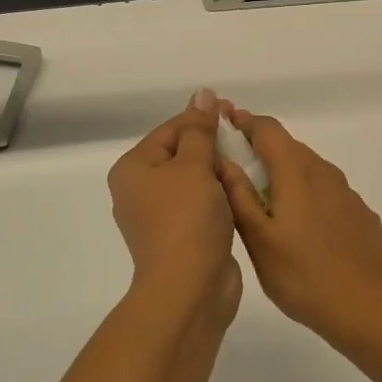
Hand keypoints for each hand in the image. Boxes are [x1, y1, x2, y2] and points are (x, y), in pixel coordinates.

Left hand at [108, 92, 241, 334]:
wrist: (189, 287)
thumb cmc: (187, 219)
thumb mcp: (194, 165)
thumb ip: (200, 129)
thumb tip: (202, 94)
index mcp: (133, 168)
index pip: (170, 129)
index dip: (203, 119)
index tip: (236, 114)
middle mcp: (140, 190)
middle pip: (181, 154)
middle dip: (213, 146)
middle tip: (246, 139)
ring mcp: (159, 217)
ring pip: (194, 181)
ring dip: (220, 172)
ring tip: (248, 165)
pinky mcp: (181, 237)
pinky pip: (201, 205)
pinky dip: (220, 197)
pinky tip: (242, 193)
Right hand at [214, 107, 381, 348]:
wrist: (369, 310)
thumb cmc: (303, 276)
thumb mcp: (258, 239)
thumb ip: (238, 195)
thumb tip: (221, 158)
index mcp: (296, 172)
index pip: (268, 129)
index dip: (245, 122)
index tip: (224, 122)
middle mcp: (324, 173)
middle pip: (290, 147)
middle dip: (262, 148)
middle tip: (235, 164)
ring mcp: (347, 194)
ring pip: (310, 170)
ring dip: (285, 172)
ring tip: (264, 198)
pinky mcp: (361, 216)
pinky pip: (327, 193)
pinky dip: (307, 195)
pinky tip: (301, 225)